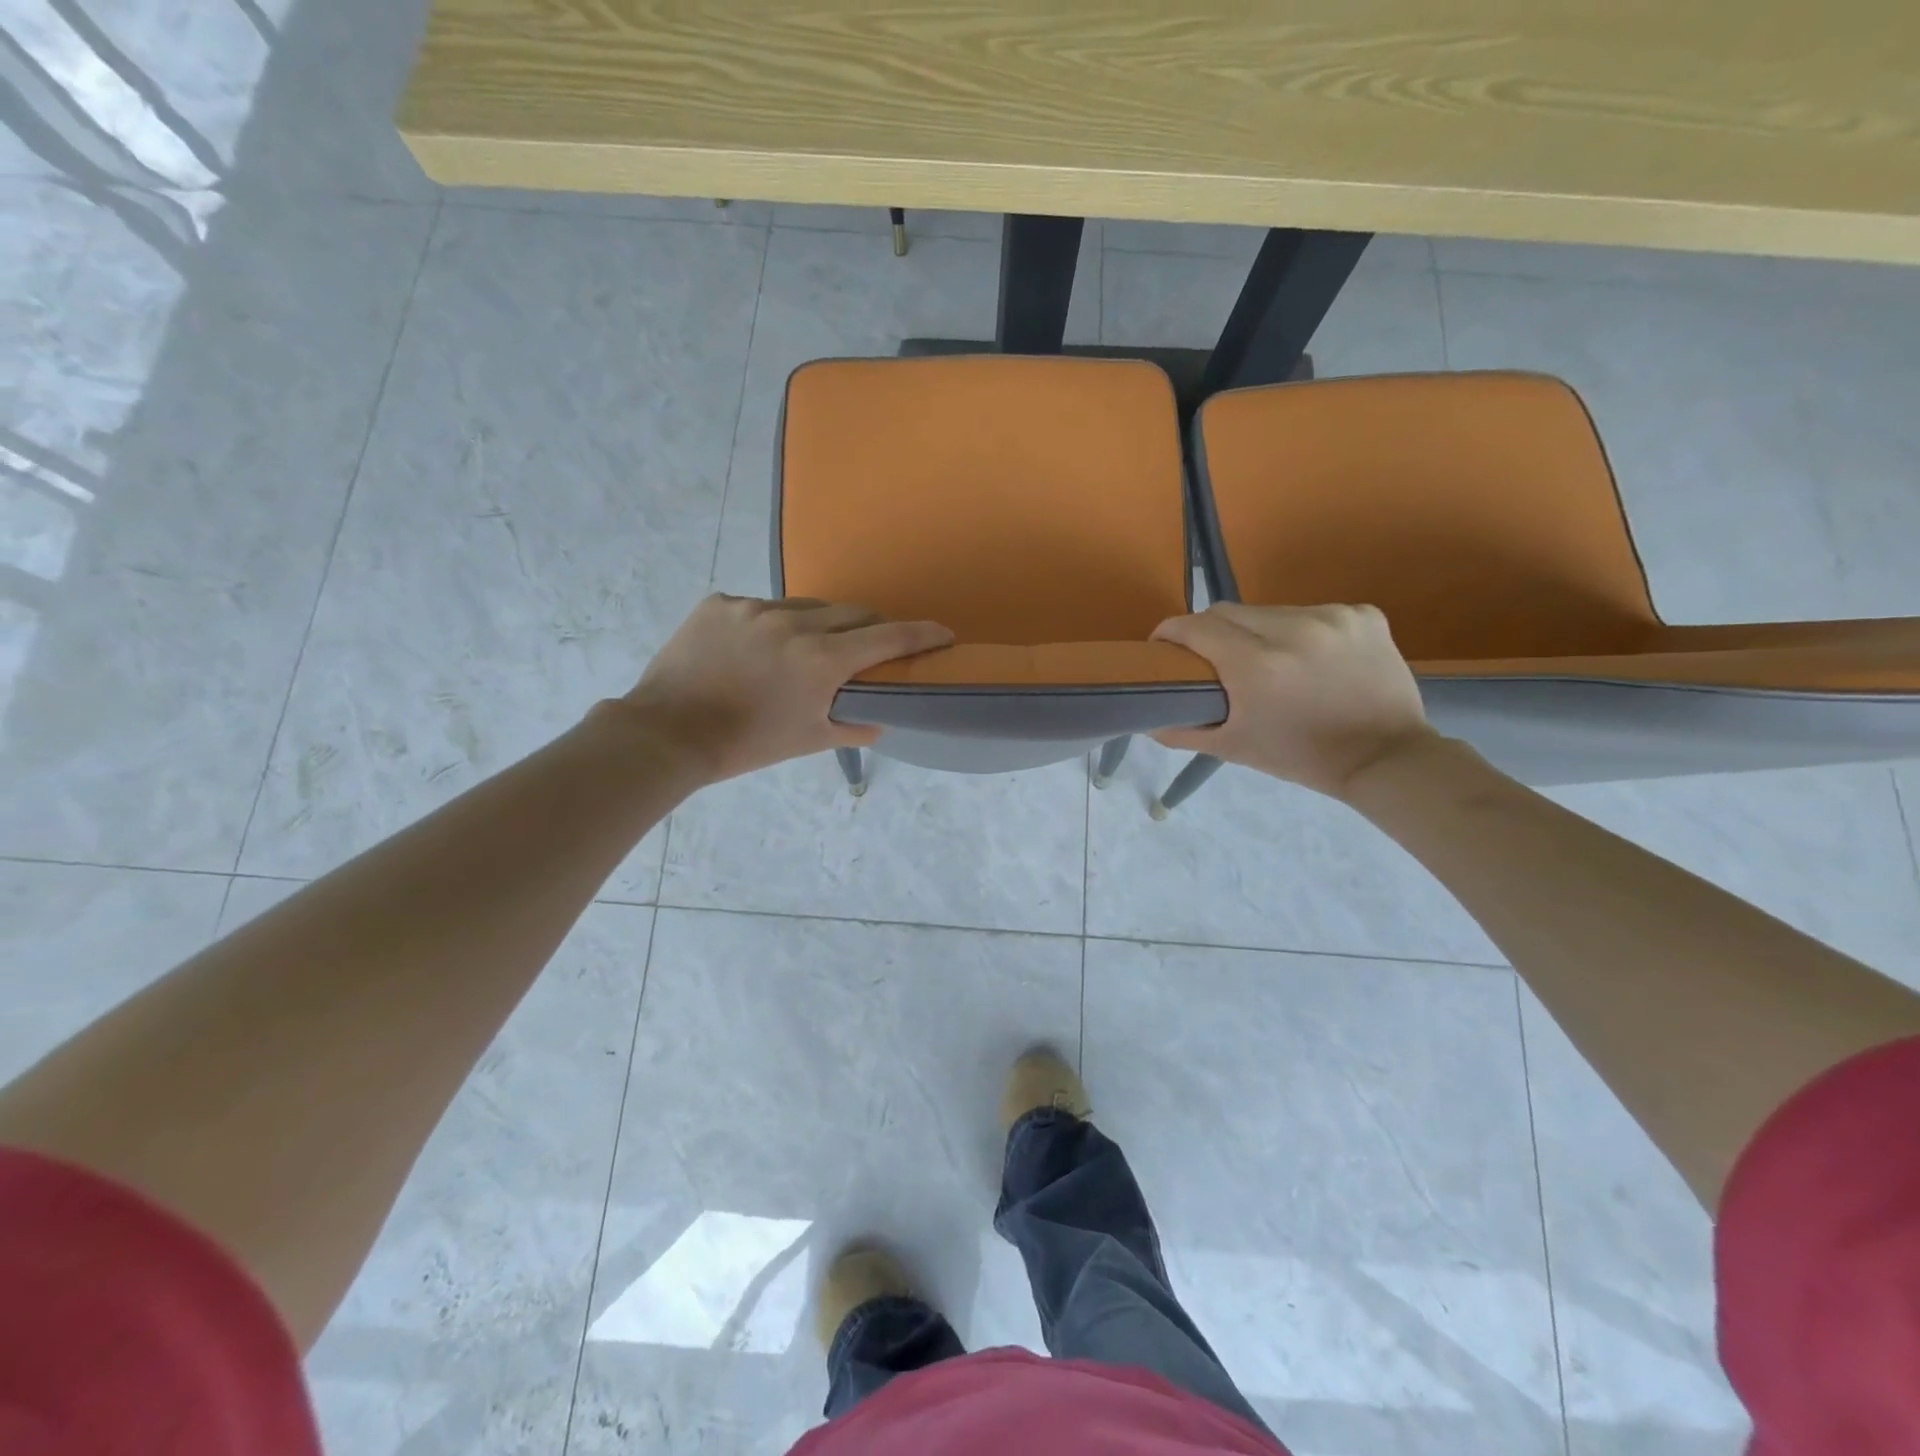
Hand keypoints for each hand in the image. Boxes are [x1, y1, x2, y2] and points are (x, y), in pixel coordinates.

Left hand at [622, 595, 952, 782]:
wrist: (668, 733)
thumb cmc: (746, 745)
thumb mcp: (808, 740)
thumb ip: (853, 726)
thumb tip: (880, 719)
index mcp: (821, 659)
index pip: (887, 637)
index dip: (921, 634)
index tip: (943, 632)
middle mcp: (792, 623)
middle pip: (850, 612)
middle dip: (869, 627)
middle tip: (869, 645)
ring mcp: (752, 608)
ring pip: (804, 607)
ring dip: (817, 625)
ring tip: (803, 651)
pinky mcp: (719, 603)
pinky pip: (759, 607)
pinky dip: (769, 625)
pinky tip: (754, 650)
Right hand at [1151, 603, 1433, 798]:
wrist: (1386, 758)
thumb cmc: (1302, 757)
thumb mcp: (1235, 748)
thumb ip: (1184, 731)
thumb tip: (1149, 720)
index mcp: (1256, 665)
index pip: (1195, 626)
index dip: (1170, 632)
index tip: (1163, 646)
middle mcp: (1293, 630)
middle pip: (1228, 611)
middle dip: (1211, 630)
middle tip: (1211, 656)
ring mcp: (1332, 617)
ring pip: (1270, 610)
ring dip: (1257, 630)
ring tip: (1266, 659)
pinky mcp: (1363, 614)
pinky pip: (1313, 612)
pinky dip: (1302, 630)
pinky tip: (1311, 656)